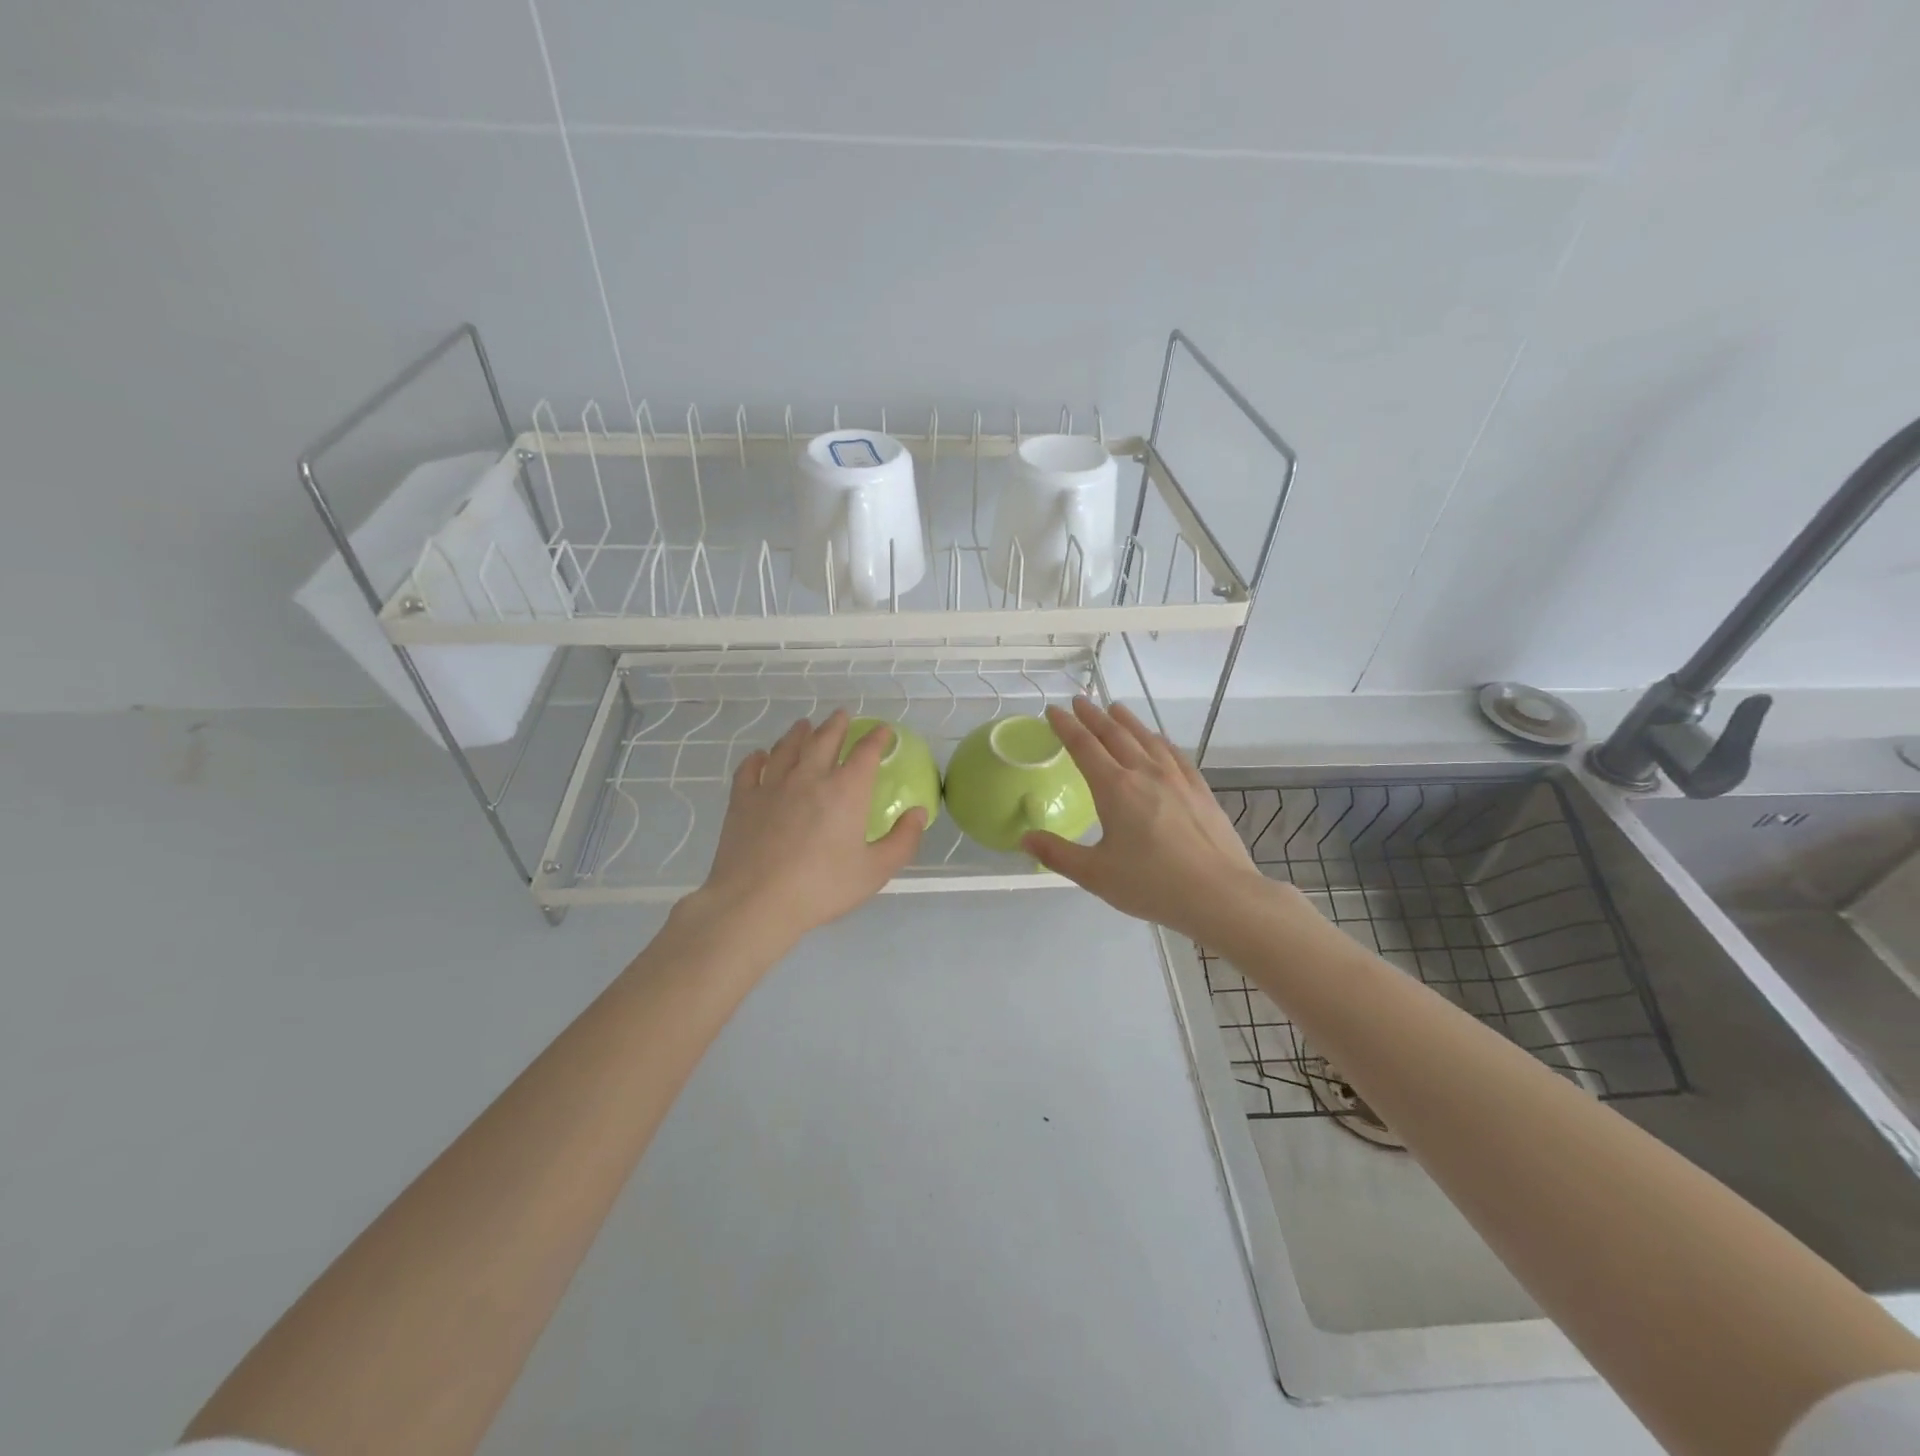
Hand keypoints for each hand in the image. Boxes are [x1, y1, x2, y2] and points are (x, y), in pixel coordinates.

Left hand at [694, 709, 925, 946]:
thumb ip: (903, 840)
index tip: (883, 730)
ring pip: (787, 748)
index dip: (877, 738)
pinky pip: (750, 769)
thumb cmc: (822, 888)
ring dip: (798, 733)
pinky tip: (760, 756)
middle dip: (837, 725)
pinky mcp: (743, 800)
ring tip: (804, 725)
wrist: (756, 902)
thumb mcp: (875, 871)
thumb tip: (918, 813)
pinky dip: (757, 758)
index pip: (866, 752)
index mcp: (846, 790)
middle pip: (824, 739)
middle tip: (842, 715)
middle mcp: (810, 777)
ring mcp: (772, 785)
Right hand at [1022, 698, 1271, 940]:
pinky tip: (1158, 740)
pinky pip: (1175, 754)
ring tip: (1115, 708)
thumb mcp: (1096, 875)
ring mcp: (1177, 779)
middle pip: (1115, 735)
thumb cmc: (1152, 885)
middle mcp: (1145, 773)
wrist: (1220, 894)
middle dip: (1093, 716)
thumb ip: (1057, 854)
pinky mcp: (1200, 790)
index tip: (1054, 711)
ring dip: (1127, 721)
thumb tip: (1024, 838)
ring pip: (1146, 738)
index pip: (1084, 747)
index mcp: (1115, 789)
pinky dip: (1159, 740)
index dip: (1066, 727)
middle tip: (1079, 701)